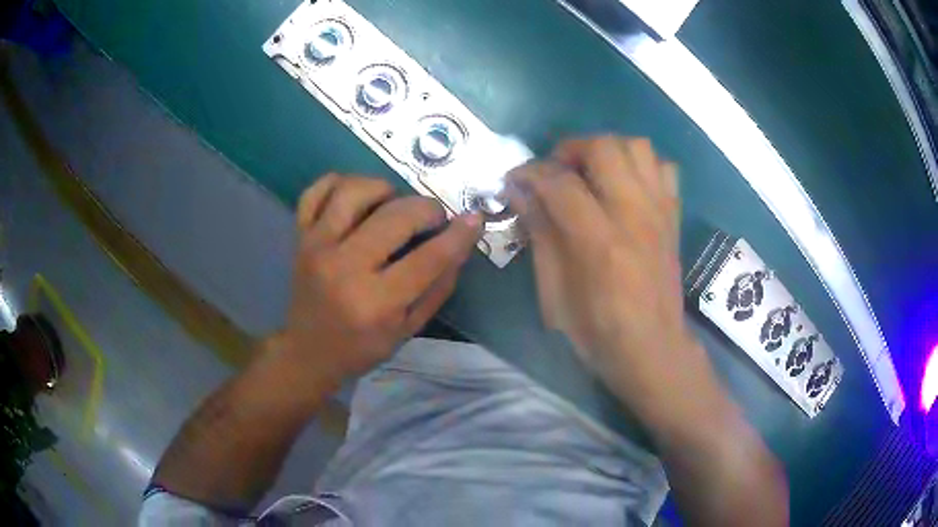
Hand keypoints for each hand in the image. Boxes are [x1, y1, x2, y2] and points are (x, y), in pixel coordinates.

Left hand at [280, 174, 481, 391]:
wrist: (309, 351)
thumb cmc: (362, 346)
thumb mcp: (409, 330)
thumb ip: (437, 288)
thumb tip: (460, 244)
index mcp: (375, 303)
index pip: (428, 258)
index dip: (458, 235)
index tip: (474, 219)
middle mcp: (343, 268)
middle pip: (394, 216)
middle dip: (426, 209)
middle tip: (433, 218)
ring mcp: (316, 247)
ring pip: (353, 192)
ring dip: (384, 189)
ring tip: (394, 203)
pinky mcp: (300, 237)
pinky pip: (316, 191)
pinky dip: (339, 183)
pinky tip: (357, 196)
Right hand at [506, 137, 700, 412]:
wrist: (653, 349)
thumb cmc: (597, 332)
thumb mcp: (554, 294)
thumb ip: (540, 236)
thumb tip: (521, 192)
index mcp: (599, 241)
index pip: (560, 182)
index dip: (530, 173)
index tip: (515, 179)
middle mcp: (634, 215)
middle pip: (604, 147)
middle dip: (570, 149)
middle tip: (555, 172)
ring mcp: (659, 212)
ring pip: (637, 146)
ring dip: (607, 150)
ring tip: (591, 173)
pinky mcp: (673, 216)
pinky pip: (664, 168)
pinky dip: (642, 165)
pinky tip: (626, 185)